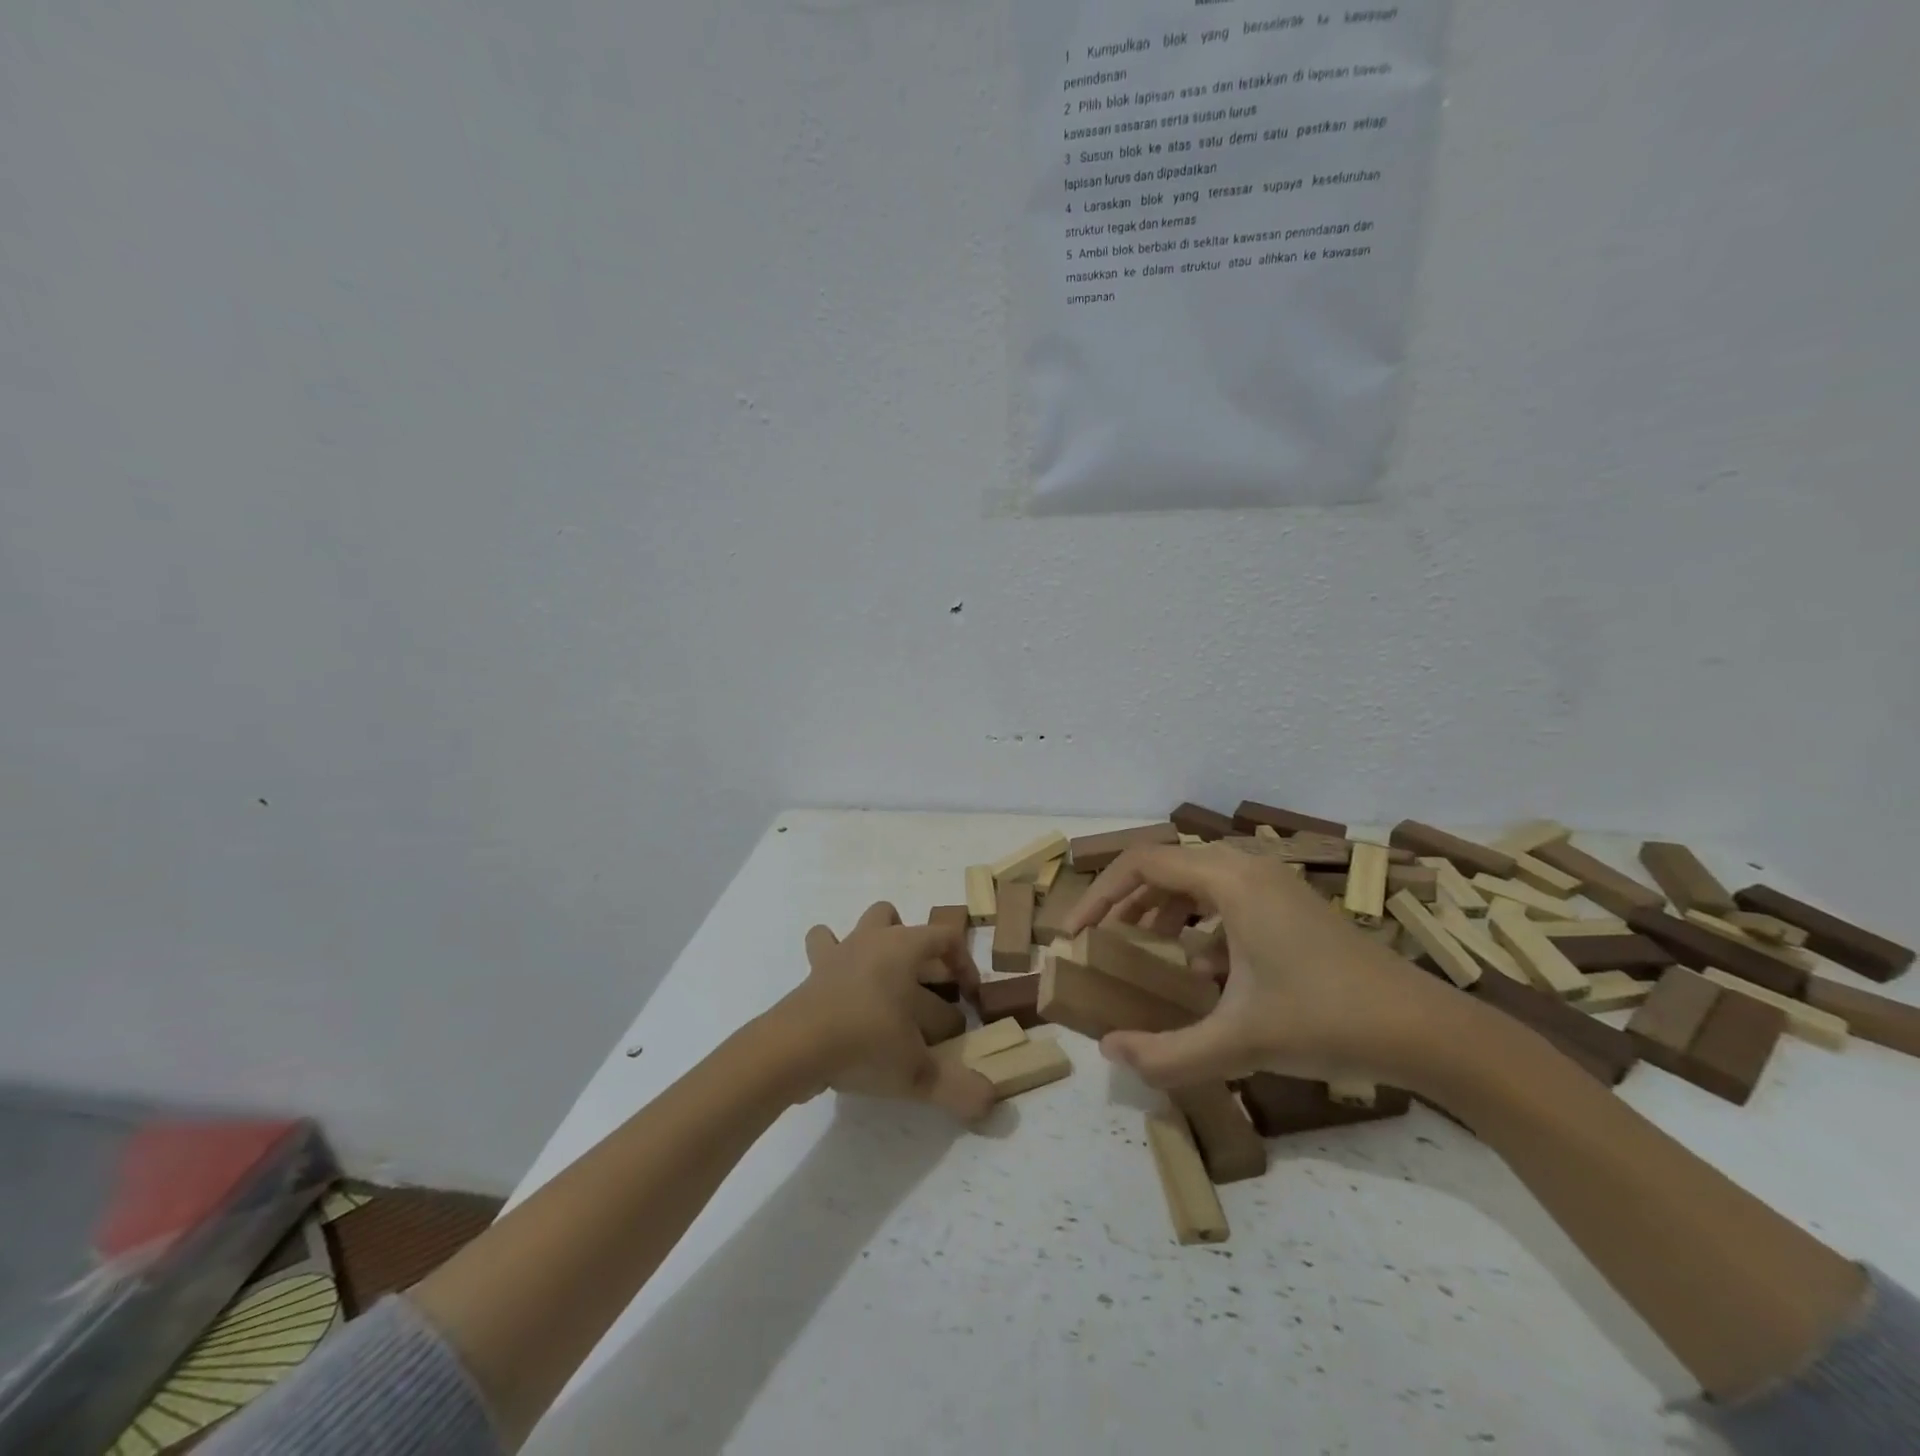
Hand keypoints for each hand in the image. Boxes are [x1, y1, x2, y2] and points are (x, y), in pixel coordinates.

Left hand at [771, 902, 994, 1121]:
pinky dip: (832, 965)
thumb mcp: (918, 1073)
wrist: (795, 1048)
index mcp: (904, 948)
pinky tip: (841, 994)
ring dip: (870, 944)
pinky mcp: (811, 974)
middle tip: (923, 988)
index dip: (965, 964)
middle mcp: (872, 941)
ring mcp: (838, 954)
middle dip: (912, 947)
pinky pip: (822, 953)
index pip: (946, 937)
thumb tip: (989, 1102)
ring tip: (882, 984)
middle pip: (897, 920)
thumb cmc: (865, 1042)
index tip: (969, 999)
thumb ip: (958, 1088)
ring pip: (857, 926)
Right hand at [1062, 843, 1456, 1088]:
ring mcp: (1275, 883)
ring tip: (1145, 948)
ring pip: (1196, 877)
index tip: (1077, 935)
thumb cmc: (1326, 1021)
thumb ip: (1166, 1054)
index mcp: (1230, 880)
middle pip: (1166, 864)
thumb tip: (1109, 1052)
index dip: (1100, 895)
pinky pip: (1225, 894)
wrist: (1425, 1030)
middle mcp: (1249, 867)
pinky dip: (1198, 920)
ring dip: (1162, 907)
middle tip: (1103, 939)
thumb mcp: (1238, 1043)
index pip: (1142, 864)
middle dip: (1127, 900)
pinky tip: (1202, 968)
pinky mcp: (1292, 904)